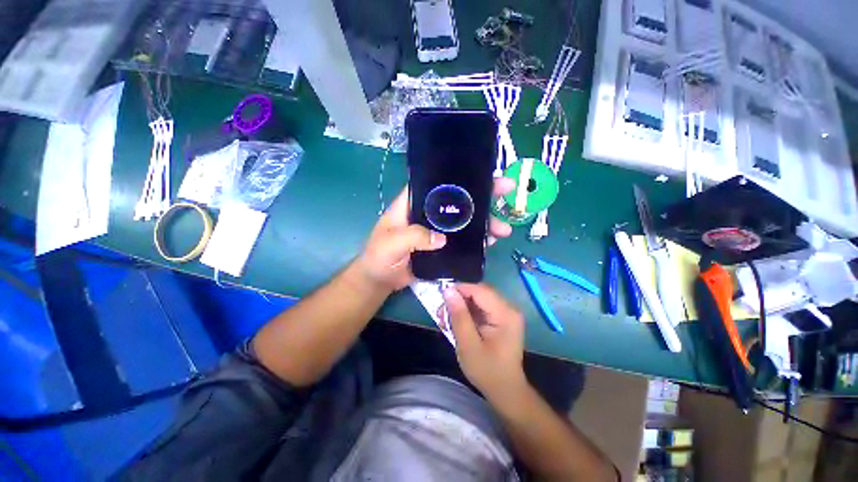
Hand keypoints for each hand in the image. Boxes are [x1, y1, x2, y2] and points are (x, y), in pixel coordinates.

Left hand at [357, 179, 514, 290]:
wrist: (380, 279)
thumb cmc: (379, 256)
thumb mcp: (391, 243)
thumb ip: (414, 237)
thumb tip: (442, 238)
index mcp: (413, 203)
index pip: (438, 183)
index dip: (460, 177)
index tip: (484, 174)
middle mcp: (428, 213)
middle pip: (457, 199)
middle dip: (483, 195)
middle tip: (507, 190)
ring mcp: (437, 229)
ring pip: (464, 220)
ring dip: (485, 221)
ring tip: (503, 229)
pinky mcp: (442, 246)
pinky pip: (463, 239)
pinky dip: (477, 239)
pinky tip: (491, 241)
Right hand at [443, 283, 527, 399]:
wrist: (506, 390)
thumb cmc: (487, 371)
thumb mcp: (468, 345)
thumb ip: (459, 316)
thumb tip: (448, 290)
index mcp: (505, 314)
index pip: (480, 290)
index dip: (459, 289)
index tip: (441, 297)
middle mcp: (509, 308)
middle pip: (481, 291)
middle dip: (460, 297)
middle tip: (443, 309)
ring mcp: (507, 312)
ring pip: (480, 297)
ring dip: (463, 304)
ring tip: (448, 317)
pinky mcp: (503, 317)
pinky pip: (483, 305)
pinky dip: (469, 310)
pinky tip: (459, 320)